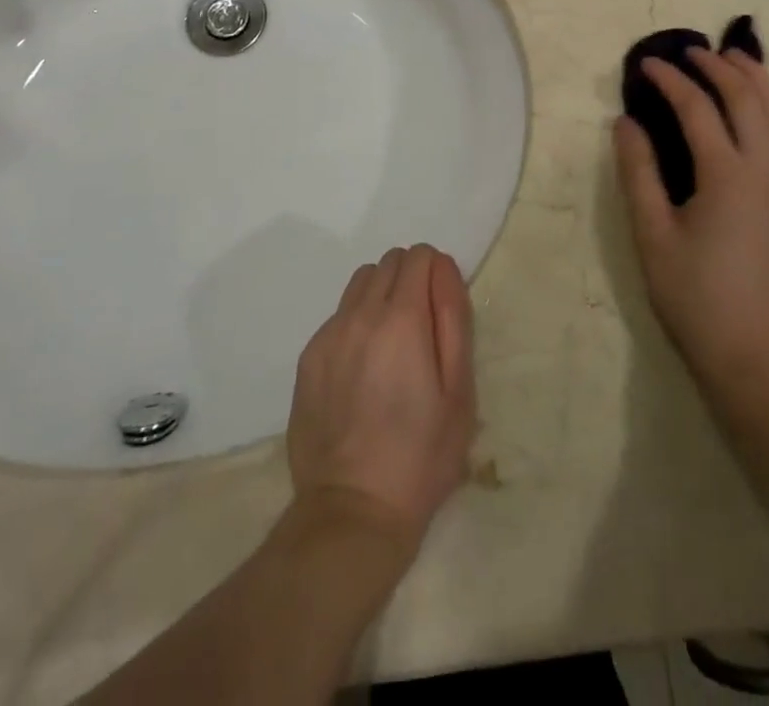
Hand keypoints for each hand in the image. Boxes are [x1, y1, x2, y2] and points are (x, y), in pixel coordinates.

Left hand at [287, 245, 475, 554]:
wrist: (352, 512)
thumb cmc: (421, 456)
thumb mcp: (460, 391)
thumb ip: (454, 318)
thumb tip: (443, 267)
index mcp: (402, 319)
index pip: (418, 256)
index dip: (436, 272)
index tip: (442, 306)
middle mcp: (360, 315)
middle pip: (388, 262)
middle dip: (410, 278)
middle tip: (422, 327)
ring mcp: (329, 335)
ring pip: (360, 283)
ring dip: (381, 294)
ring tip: (393, 343)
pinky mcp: (308, 358)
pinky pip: (338, 315)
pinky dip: (357, 322)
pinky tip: (364, 370)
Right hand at [614, 47, 768, 400]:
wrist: (756, 352)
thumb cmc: (694, 296)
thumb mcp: (652, 234)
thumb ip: (638, 172)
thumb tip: (625, 122)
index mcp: (727, 176)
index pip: (698, 108)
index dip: (671, 80)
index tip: (647, 64)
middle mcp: (766, 170)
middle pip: (748, 99)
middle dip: (719, 67)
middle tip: (690, 51)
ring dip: (758, 79)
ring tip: (735, 57)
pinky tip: (759, 105)